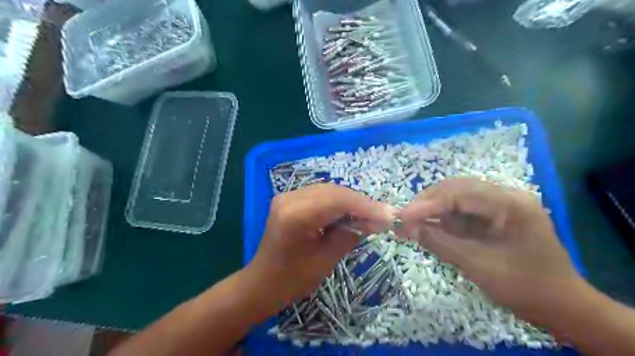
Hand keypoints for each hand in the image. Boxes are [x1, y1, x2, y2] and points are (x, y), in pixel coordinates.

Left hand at [245, 185, 395, 309]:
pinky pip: (320, 195)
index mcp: (297, 215)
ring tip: (368, 215)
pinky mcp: (289, 199)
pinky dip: (337, 202)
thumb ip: (350, 234)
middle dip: (360, 203)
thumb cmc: (293, 279)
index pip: (339, 200)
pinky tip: (348, 213)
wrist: (262, 282)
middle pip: (334, 191)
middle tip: (381, 216)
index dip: (366, 206)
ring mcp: (287, 196)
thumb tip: (374, 220)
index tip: (388, 215)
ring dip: (350, 201)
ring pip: (329, 190)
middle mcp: (290, 198)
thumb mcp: (326, 259)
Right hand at [398, 178, 581, 322]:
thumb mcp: (477, 264)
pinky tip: (426, 225)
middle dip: (427, 203)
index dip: (426, 205)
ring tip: (410, 221)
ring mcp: (499, 204)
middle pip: (456, 189)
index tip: (401, 216)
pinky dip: (441, 218)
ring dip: (432, 209)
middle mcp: (504, 196)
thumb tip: (404, 227)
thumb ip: (438, 241)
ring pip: (456, 197)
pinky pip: (461, 211)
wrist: (561, 306)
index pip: (458, 194)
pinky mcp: (493, 216)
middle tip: (403, 218)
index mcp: (509, 203)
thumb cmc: (524, 287)